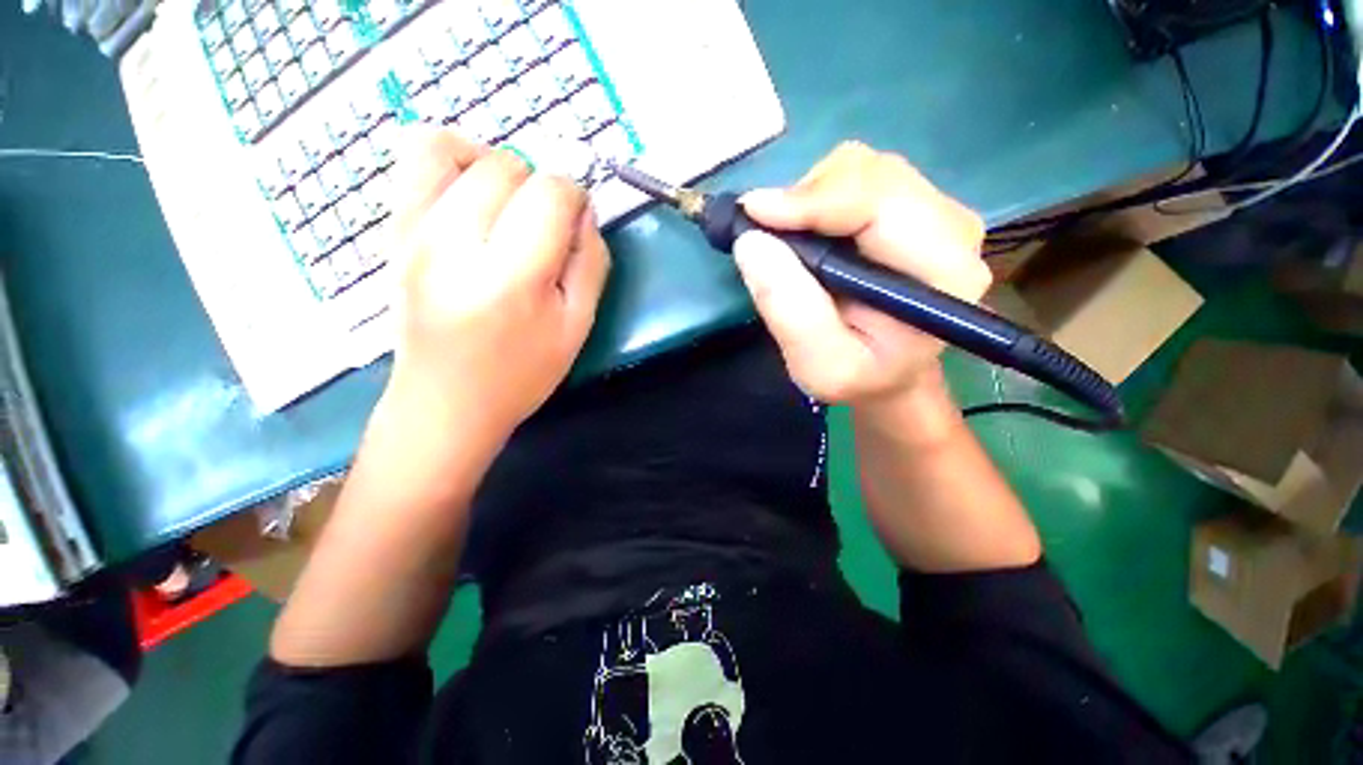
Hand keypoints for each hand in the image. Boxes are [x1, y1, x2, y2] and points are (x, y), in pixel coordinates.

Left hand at [378, 129, 610, 457]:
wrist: (445, 402)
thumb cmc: (522, 374)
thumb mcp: (577, 327)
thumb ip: (591, 263)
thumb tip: (584, 212)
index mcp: (512, 278)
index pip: (551, 194)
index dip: (576, 198)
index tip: (577, 223)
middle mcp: (454, 244)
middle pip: (507, 166)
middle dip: (539, 187)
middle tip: (544, 228)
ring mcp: (414, 233)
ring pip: (456, 148)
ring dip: (496, 167)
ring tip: (508, 205)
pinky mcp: (394, 231)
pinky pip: (414, 158)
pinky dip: (451, 158)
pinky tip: (470, 194)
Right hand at [734, 142, 989, 408]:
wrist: (889, 375)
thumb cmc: (859, 378)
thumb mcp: (820, 365)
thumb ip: (790, 310)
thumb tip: (751, 242)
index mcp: (943, 273)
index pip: (880, 204)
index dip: (812, 200)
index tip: (752, 213)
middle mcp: (952, 230)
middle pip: (872, 174)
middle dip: (807, 197)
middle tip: (764, 233)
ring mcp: (935, 213)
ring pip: (862, 169)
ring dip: (810, 198)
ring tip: (787, 241)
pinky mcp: (913, 208)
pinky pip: (858, 179)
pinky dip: (818, 198)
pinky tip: (806, 233)